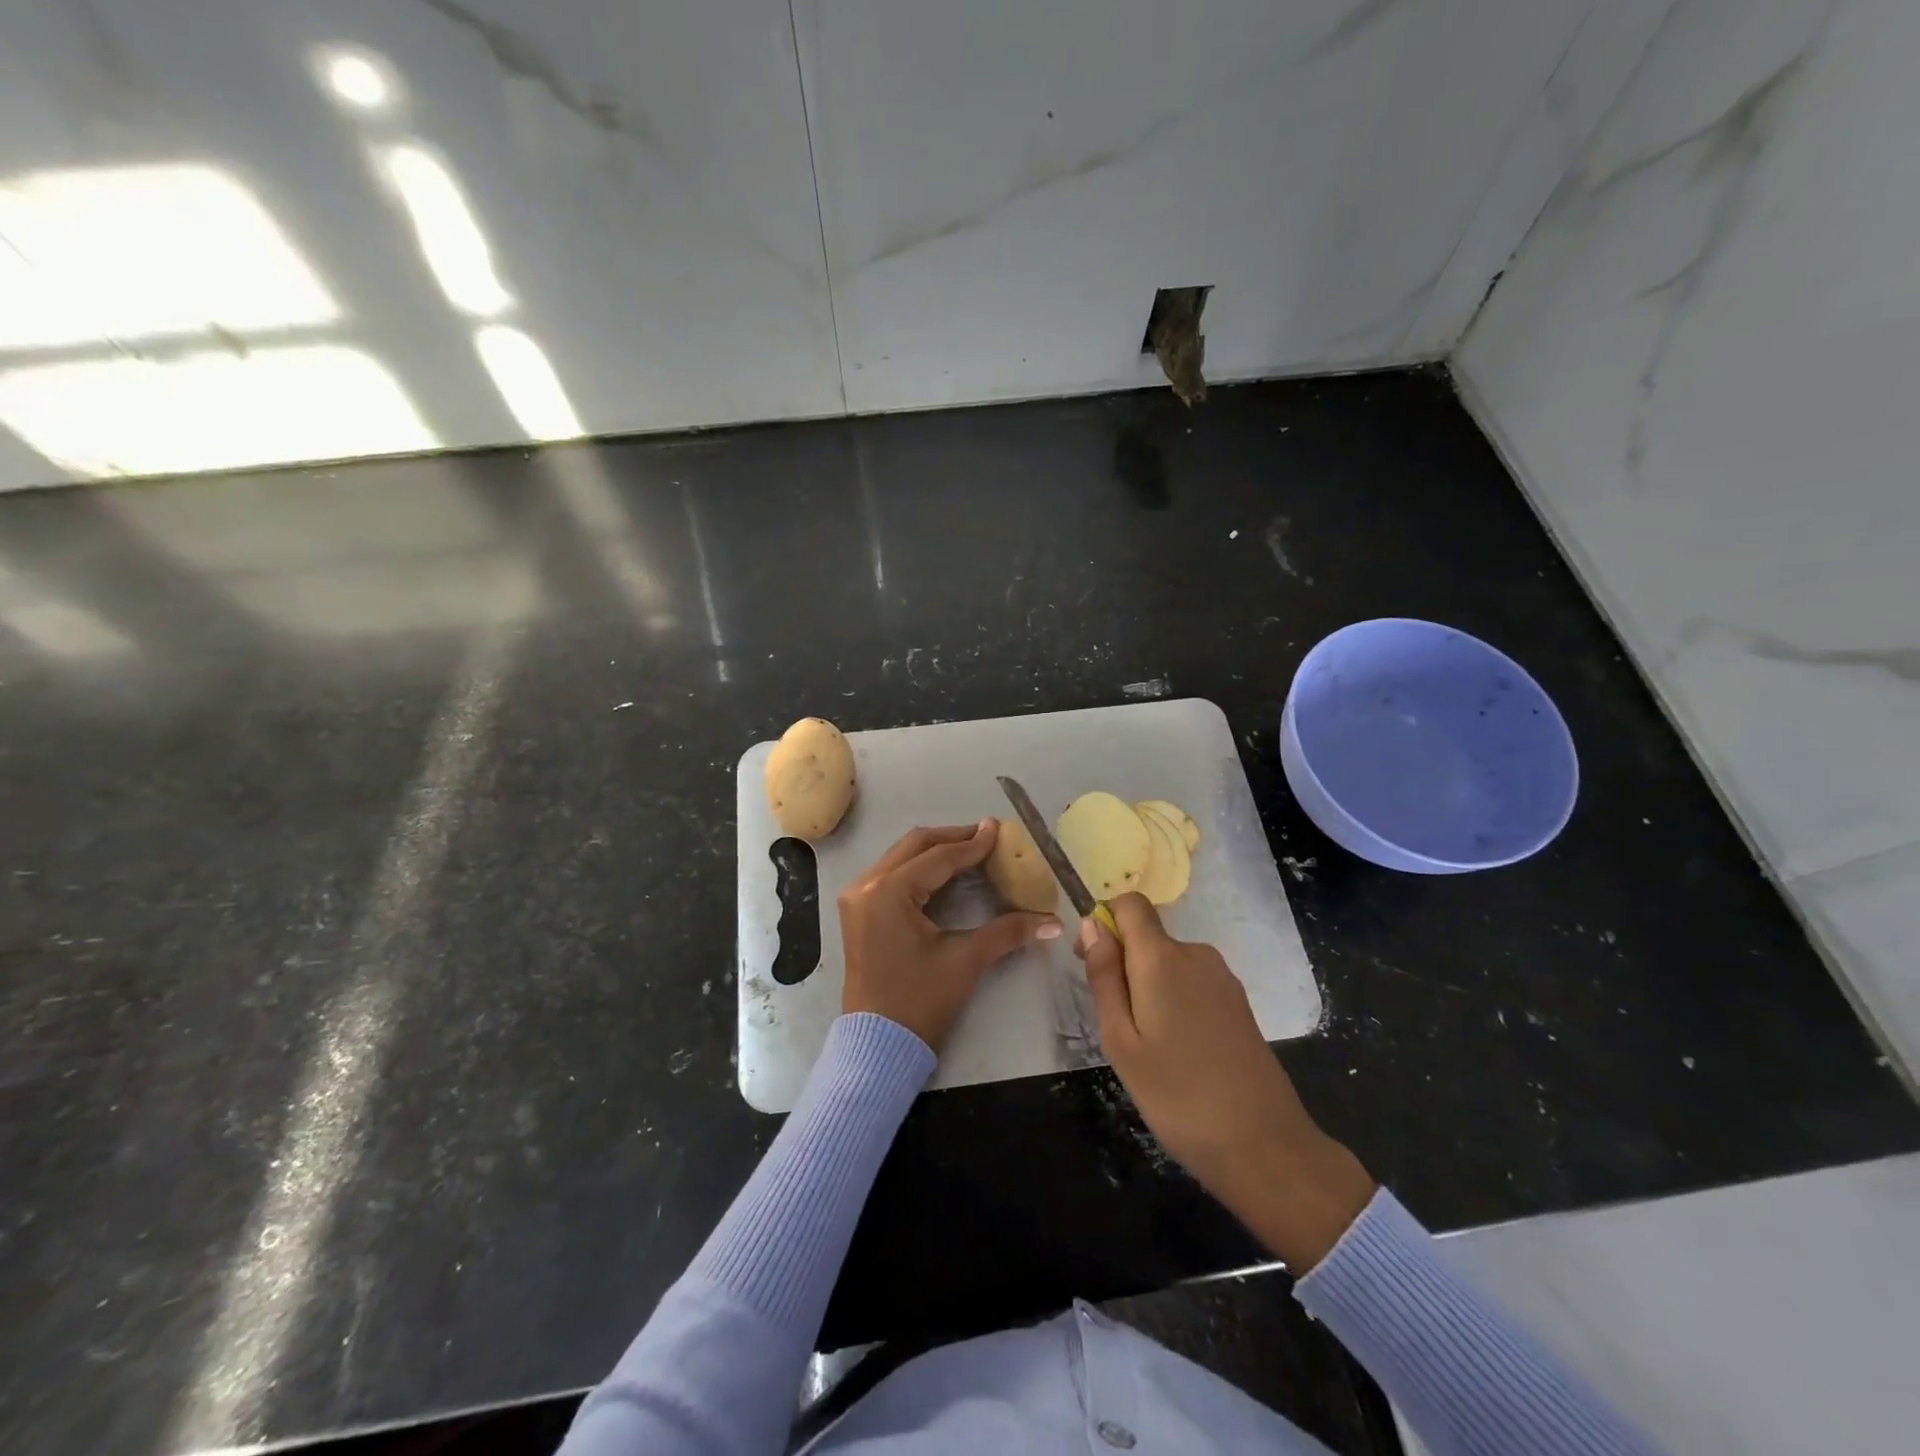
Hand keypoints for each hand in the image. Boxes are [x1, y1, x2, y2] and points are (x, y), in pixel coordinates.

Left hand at [840, 820, 1062, 1050]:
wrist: (878, 1045)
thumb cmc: (920, 1001)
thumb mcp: (965, 961)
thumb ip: (1009, 932)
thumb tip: (1054, 922)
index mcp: (888, 892)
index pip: (938, 857)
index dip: (972, 843)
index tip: (999, 829)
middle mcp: (866, 885)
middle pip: (914, 845)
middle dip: (952, 838)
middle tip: (986, 835)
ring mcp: (857, 898)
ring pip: (900, 857)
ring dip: (935, 850)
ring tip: (970, 849)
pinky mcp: (858, 911)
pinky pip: (891, 874)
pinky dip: (919, 867)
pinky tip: (945, 873)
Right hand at [1079, 894, 1374, 1270]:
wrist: (1265, 1147)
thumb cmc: (1178, 1096)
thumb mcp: (1121, 1040)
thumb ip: (1104, 976)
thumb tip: (1092, 923)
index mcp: (1162, 958)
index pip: (1130, 903)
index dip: (1106, 921)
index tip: (1093, 961)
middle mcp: (1196, 954)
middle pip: (1148, 936)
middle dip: (1124, 964)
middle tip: (1117, 1024)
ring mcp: (1223, 978)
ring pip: (1169, 963)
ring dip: (1149, 987)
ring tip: (1149, 1047)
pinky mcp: (1239, 1003)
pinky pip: (1193, 982)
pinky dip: (1175, 1002)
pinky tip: (1180, 1051)